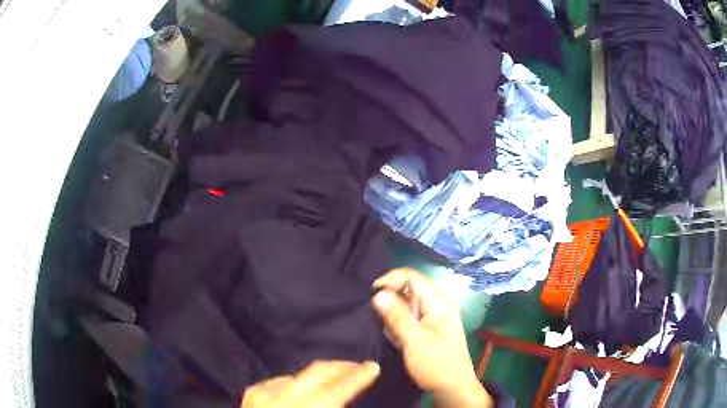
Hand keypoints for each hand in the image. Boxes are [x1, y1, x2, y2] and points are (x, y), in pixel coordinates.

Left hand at [241, 361, 379, 407]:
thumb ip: (333, 407)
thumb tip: (343, 401)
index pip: (340, 387)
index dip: (359, 375)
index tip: (372, 366)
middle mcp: (285, 396)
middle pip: (319, 371)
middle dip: (342, 366)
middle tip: (357, 366)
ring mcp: (265, 392)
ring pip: (299, 374)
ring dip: (317, 376)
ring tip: (330, 381)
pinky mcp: (252, 393)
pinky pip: (280, 381)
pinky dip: (294, 384)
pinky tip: (298, 391)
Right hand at [372, 269, 491, 407]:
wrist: (453, 388)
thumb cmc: (436, 364)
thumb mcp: (414, 340)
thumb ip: (397, 316)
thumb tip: (378, 294)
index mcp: (438, 302)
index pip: (412, 276)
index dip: (390, 280)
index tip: (372, 295)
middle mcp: (437, 304)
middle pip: (409, 288)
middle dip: (390, 296)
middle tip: (374, 313)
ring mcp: (434, 317)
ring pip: (408, 303)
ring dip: (393, 311)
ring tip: (383, 326)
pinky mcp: (429, 329)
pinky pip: (410, 317)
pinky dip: (399, 322)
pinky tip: (394, 336)